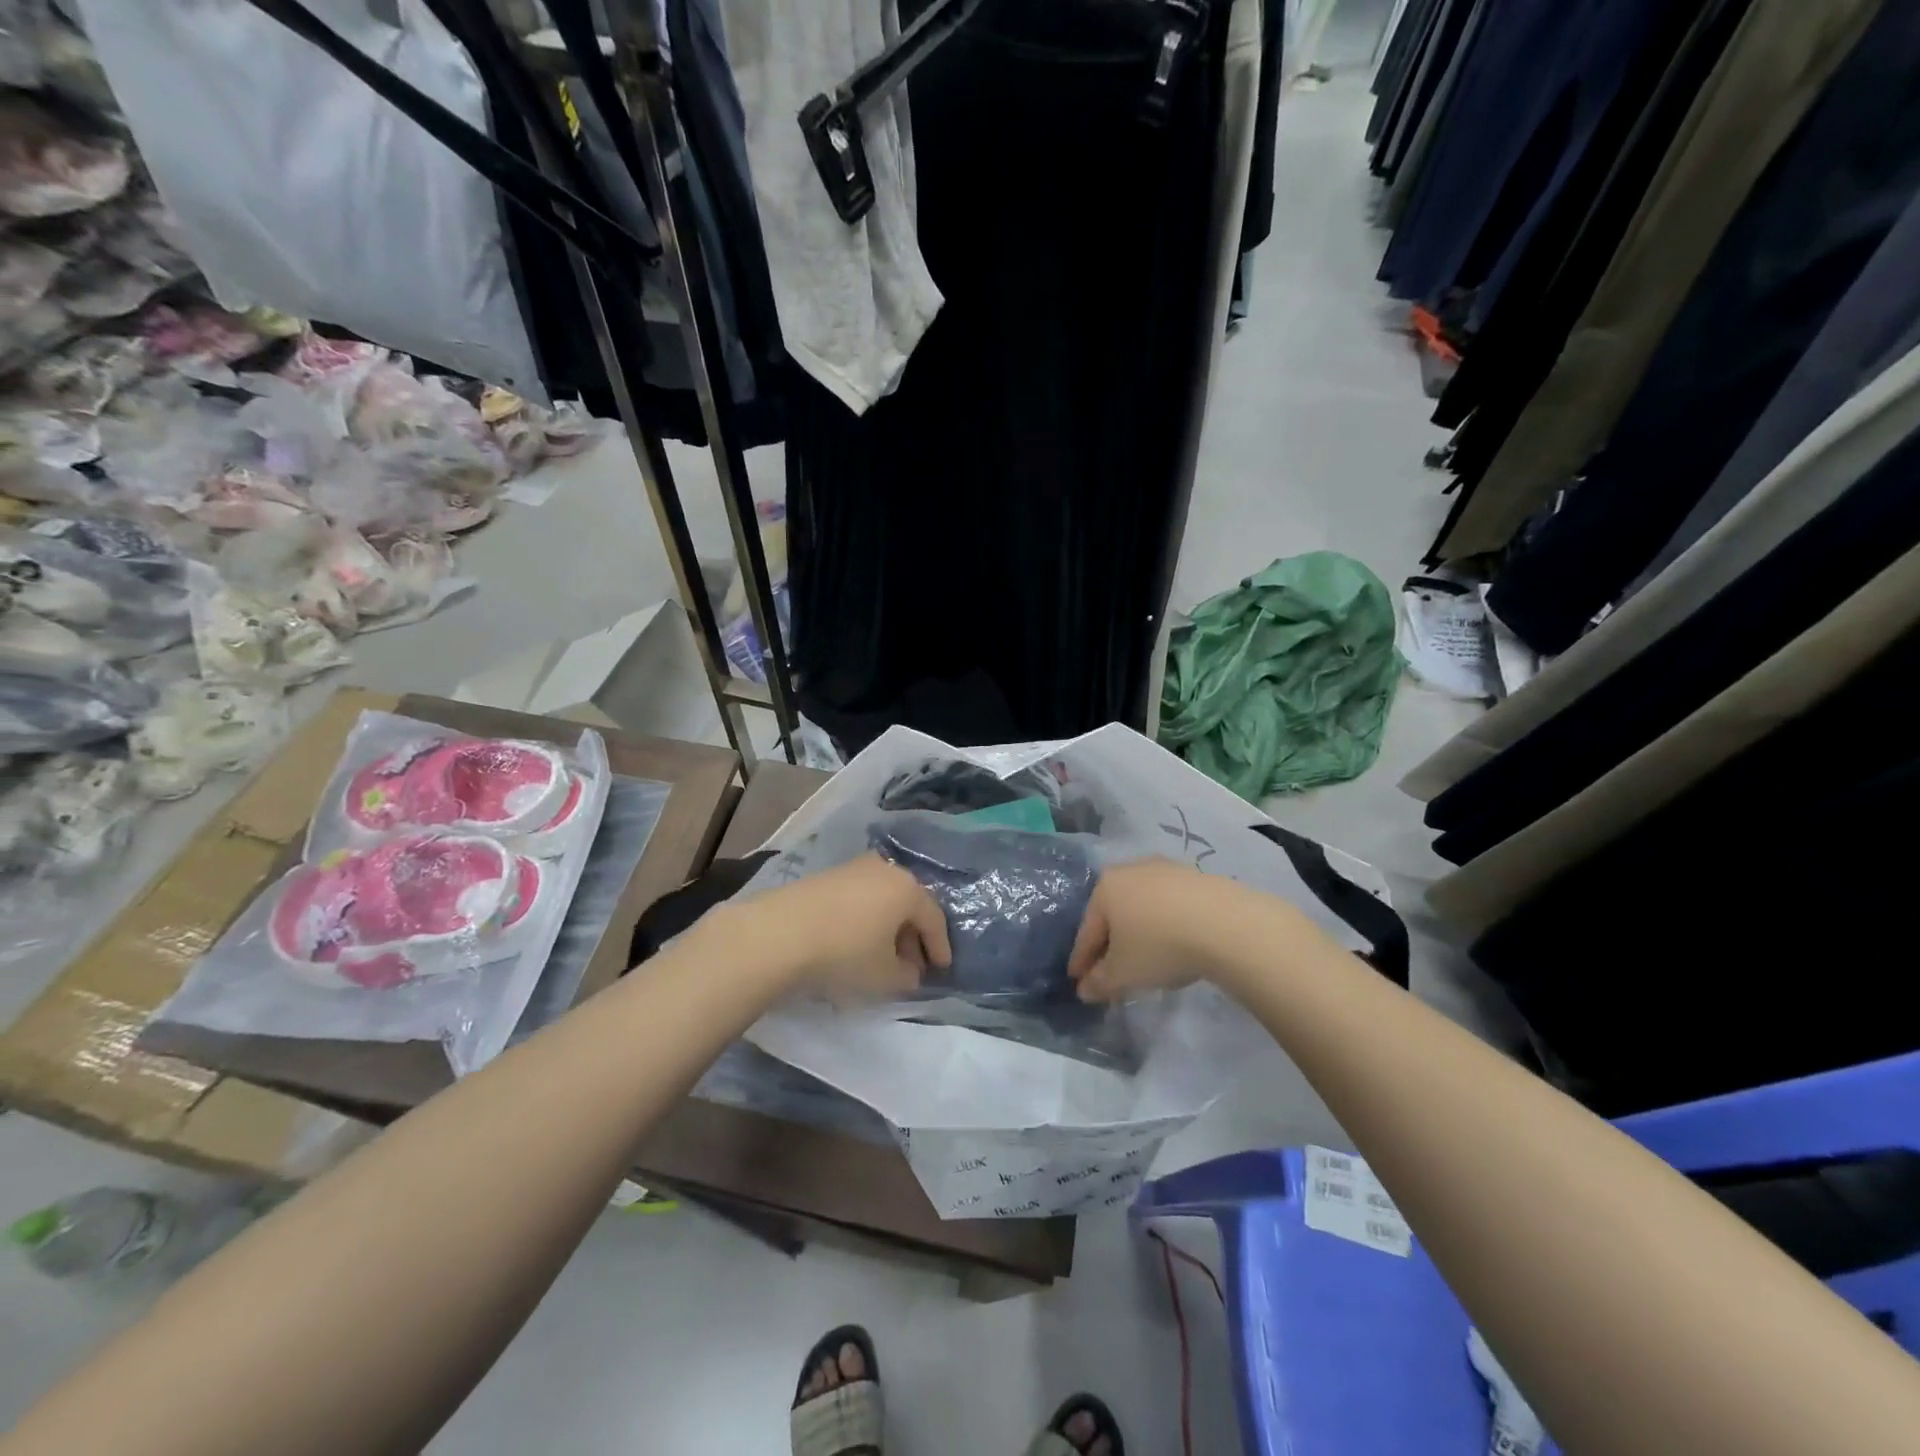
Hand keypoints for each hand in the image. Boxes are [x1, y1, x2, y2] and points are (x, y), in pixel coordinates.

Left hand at [736, 854, 951, 1000]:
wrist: (781, 932)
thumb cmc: (845, 952)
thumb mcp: (885, 976)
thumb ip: (907, 975)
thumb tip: (910, 970)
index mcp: (908, 889)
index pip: (934, 918)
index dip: (939, 946)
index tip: (941, 969)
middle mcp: (886, 870)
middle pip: (909, 903)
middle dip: (913, 936)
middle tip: (912, 965)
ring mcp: (854, 868)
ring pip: (883, 899)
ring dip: (888, 926)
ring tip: (882, 955)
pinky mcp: (828, 876)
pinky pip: (860, 898)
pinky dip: (865, 918)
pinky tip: (856, 941)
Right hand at [1068, 860, 1241, 1001]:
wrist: (1225, 924)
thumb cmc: (1159, 945)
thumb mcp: (1123, 973)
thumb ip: (1099, 982)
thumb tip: (1085, 989)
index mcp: (1105, 887)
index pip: (1087, 931)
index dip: (1081, 960)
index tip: (1078, 980)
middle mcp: (1131, 870)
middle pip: (1114, 914)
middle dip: (1111, 942)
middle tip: (1111, 970)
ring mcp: (1166, 869)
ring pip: (1143, 906)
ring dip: (1140, 931)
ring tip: (1146, 958)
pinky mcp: (1197, 877)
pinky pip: (1171, 905)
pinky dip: (1166, 924)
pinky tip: (1176, 943)